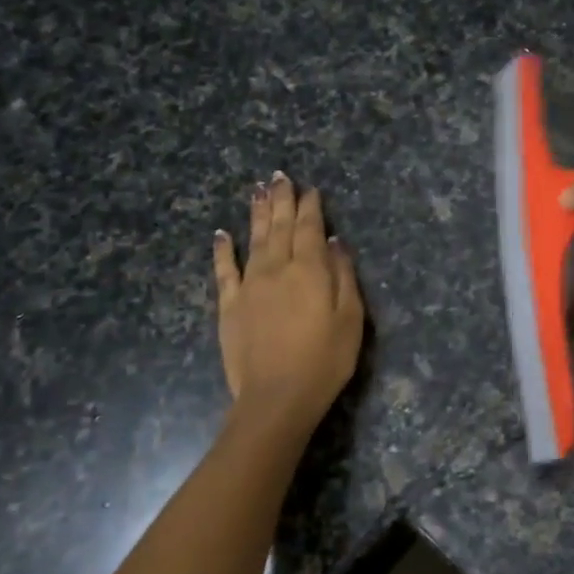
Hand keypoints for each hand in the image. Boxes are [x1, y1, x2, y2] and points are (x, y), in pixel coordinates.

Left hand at [213, 173, 363, 427]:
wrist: (277, 397)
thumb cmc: (325, 360)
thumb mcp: (351, 318)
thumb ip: (344, 276)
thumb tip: (335, 243)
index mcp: (310, 270)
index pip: (310, 228)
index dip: (311, 206)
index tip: (310, 189)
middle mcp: (277, 268)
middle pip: (280, 226)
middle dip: (281, 200)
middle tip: (279, 176)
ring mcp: (249, 285)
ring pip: (254, 239)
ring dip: (256, 213)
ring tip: (258, 190)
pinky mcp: (230, 305)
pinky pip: (224, 270)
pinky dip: (223, 250)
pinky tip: (221, 234)